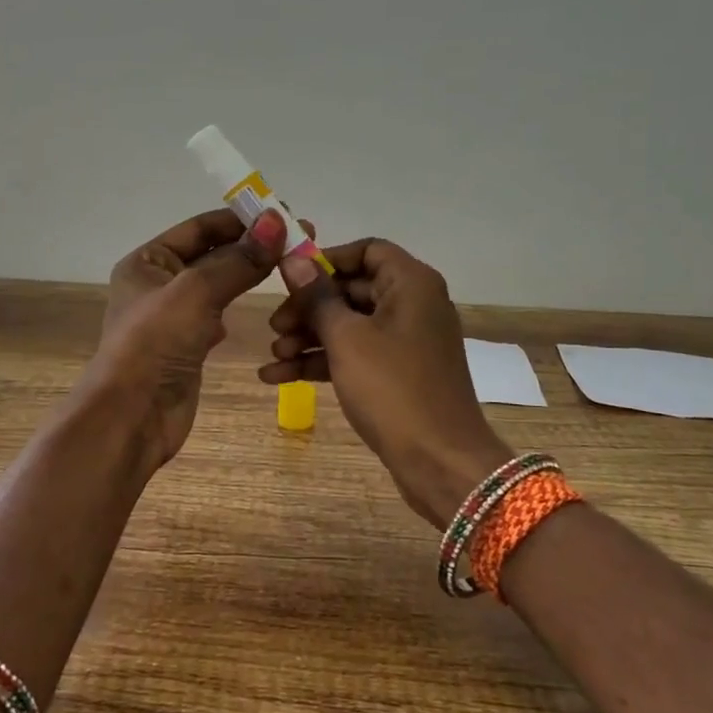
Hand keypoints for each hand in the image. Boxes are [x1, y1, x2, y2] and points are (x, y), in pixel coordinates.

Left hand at [90, 207, 288, 469]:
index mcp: (148, 261)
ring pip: (218, 285)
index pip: (201, 227)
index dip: (243, 219)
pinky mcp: (187, 346)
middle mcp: (158, 283)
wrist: (131, 418)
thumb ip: (239, 259)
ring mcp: (173, 317)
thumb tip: (278, 220)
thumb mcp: (196, 293)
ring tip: (291, 266)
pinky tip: (258, 304)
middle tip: (301, 239)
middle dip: (252, 246)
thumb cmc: (155, 344)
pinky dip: (236, 307)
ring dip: (248, 274)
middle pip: (212, 254)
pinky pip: (217, 315)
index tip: (286, 214)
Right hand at [260, 239, 512, 528]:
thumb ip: (317, 297)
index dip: (327, 260)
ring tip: (273, 355)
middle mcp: (413, 305)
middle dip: (308, 307)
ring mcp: (406, 342)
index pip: (367, 250)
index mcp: (411, 284)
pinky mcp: (397, 374)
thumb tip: (292, 258)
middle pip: (352, 289)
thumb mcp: (347, 339)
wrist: (439, 462)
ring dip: (309, 338)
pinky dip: (323, 362)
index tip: (291, 278)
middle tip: (274, 326)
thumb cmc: (393, 389)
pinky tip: (279, 377)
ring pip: (350, 326)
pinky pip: (355, 355)